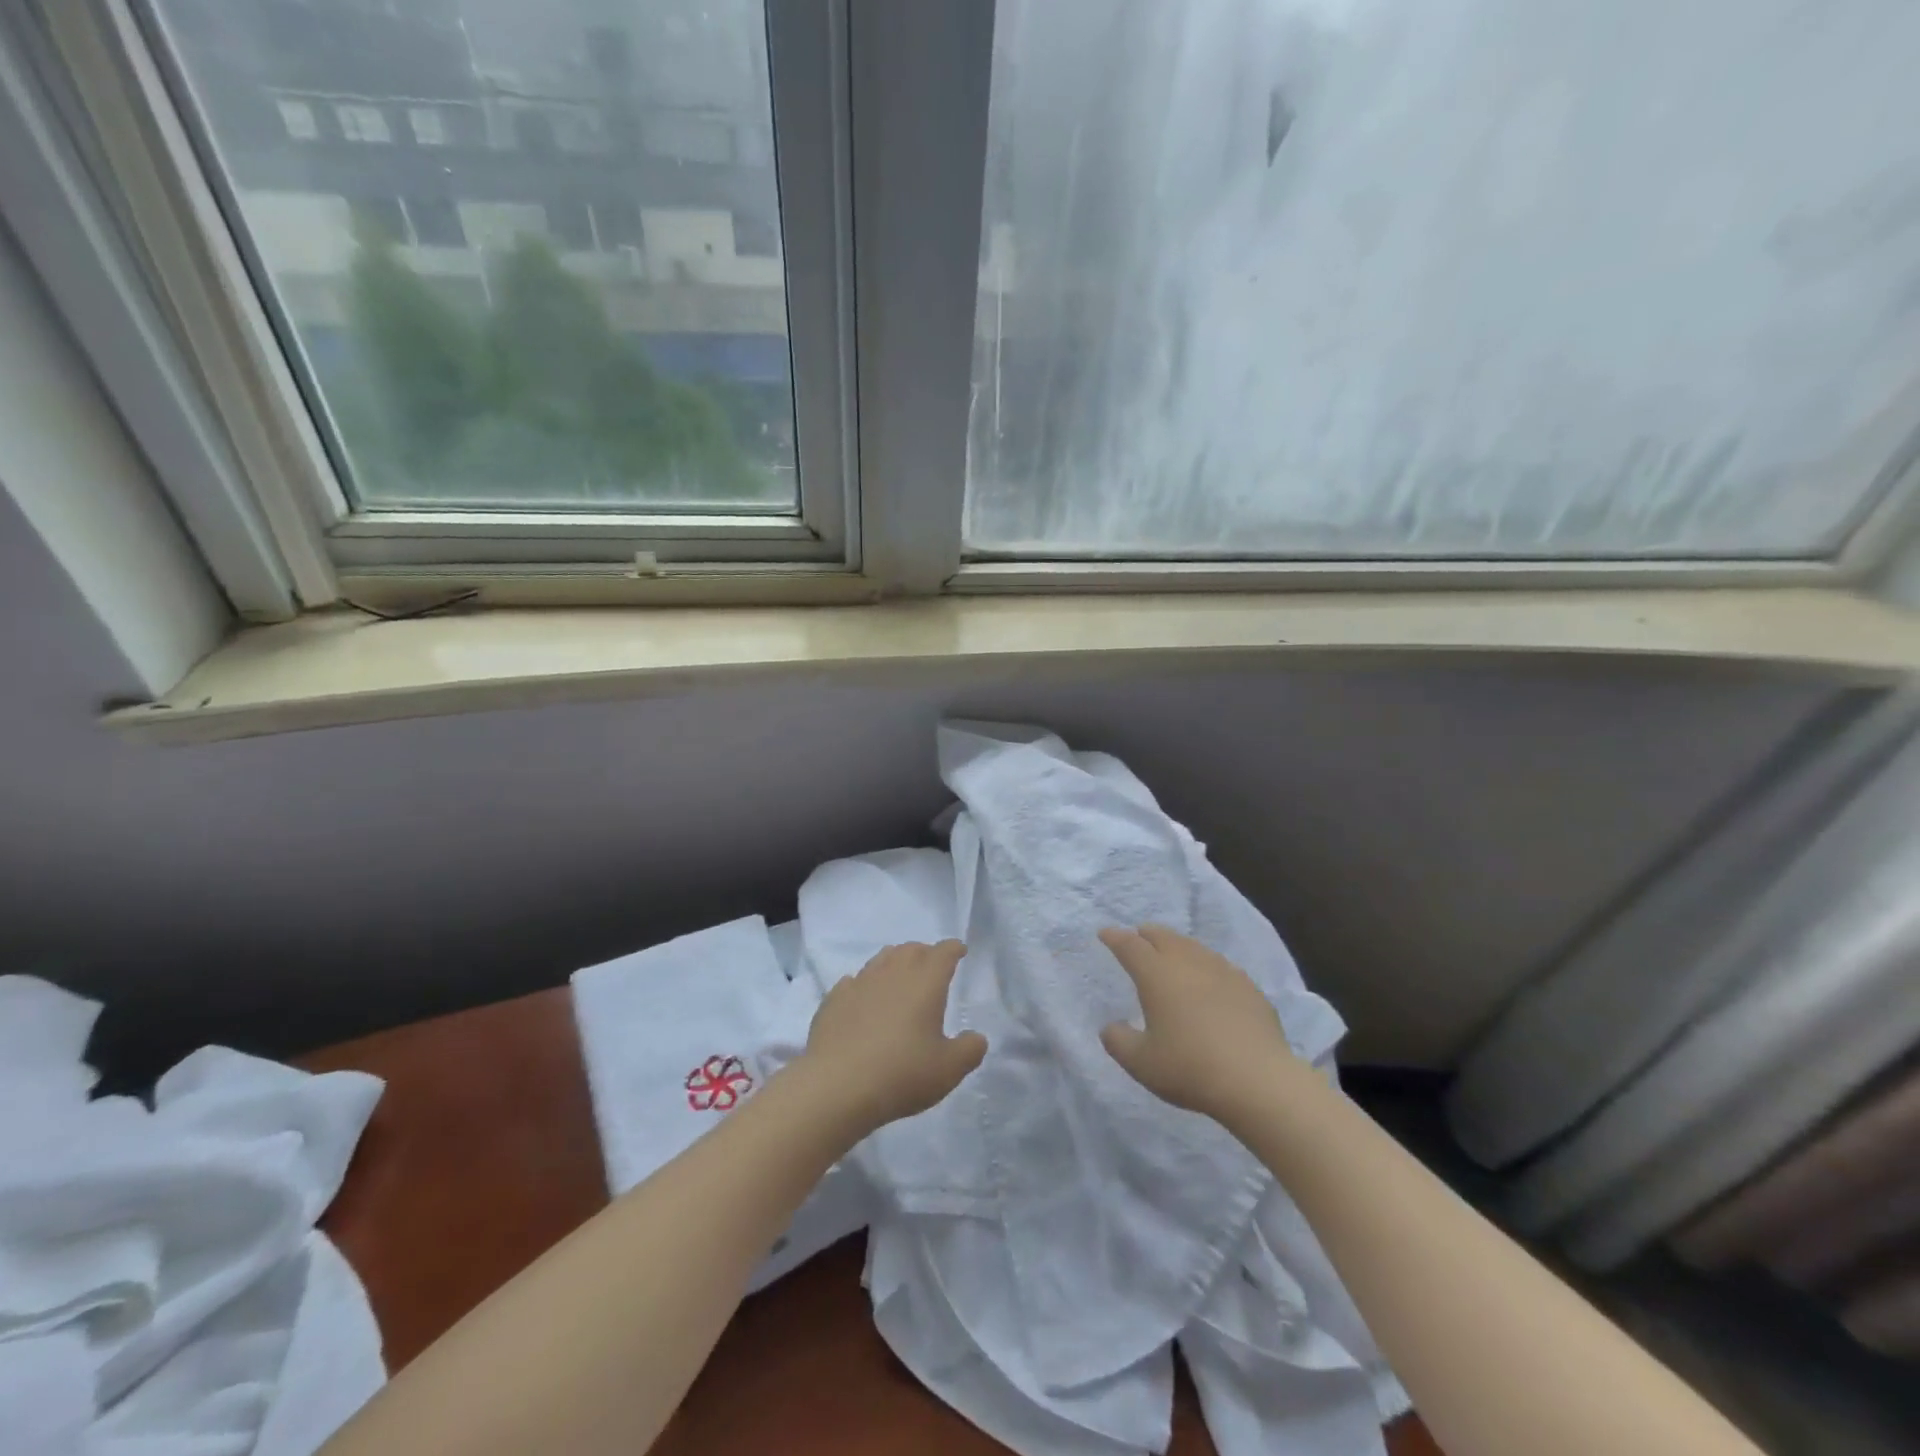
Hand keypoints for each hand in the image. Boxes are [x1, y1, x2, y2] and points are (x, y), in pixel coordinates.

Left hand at [798, 940, 987, 1134]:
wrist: (836, 1086)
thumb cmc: (901, 1073)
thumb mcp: (948, 1069)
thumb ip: (969, 1050)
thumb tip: (976, 1038)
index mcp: (925, 982)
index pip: (943, 952)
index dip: (954, 949)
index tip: (959, 951)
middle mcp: (892, 973)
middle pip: (911, 949)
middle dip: (925, 953)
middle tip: (932, 966)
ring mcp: (859, 983)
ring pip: (881, 959)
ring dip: (895, 963)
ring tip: (899, 977)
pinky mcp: (833, 1000)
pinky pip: (853, 982)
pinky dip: (864, 985)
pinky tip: (863, 998)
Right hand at [1098, 924, 1298, 1122]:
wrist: (1258, 1081)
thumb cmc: (1190, 1068)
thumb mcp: (1141, 1063)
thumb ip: (1118, 1041)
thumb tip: (1110, 1027)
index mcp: (1156, 975)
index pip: (1130, 946)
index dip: (1114, 937)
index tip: (1105, 933)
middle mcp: (1187, 963)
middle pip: (1163, 936)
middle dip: (1146, 934)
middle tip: (1137, 937)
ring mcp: (1222, 971)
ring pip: (1193, 946)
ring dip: (1176, 945)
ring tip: (1171, 953)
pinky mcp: (1248, 987)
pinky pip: (1218, 965)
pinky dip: (1204, 965)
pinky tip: (1208, 979)